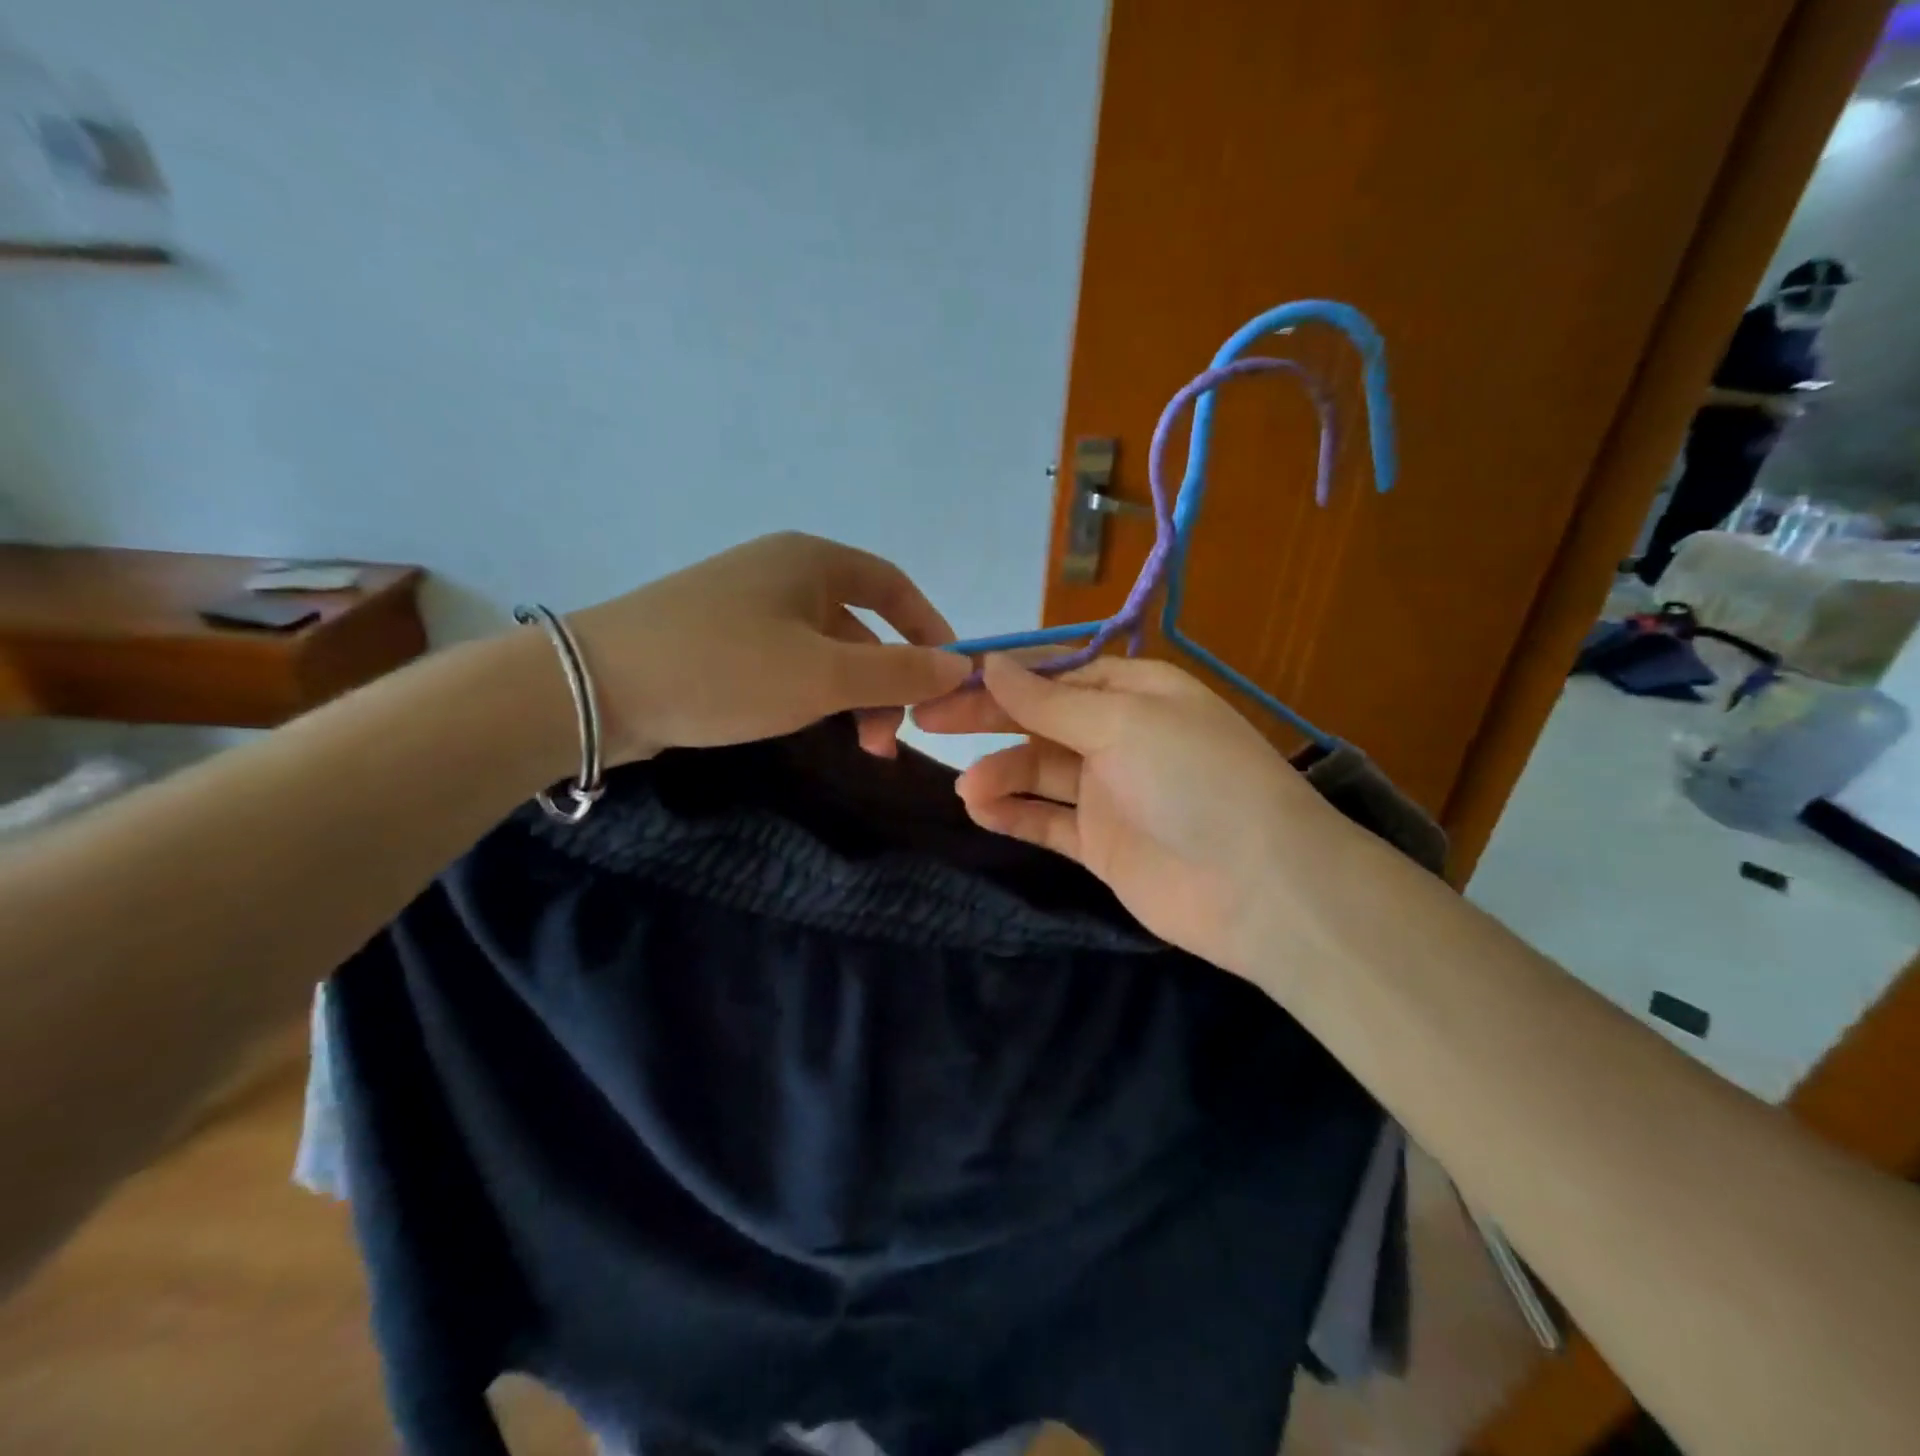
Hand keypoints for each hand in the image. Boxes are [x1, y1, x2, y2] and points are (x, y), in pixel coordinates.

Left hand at [568, 533, 970, 763]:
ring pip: (823, 650)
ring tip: (859, 746)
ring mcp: (745, 606)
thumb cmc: (725, 668)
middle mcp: (782, 573)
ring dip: (851, 695)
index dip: (928, 629)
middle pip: (860, 625)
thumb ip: (899, 672)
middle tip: (891, 739)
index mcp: (812, 561)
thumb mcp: (824, 674)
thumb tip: (961, 666)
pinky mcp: (717, 641)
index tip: (948, 677)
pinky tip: (807, 726)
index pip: (893, 586)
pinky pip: (787, 662)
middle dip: (887, 682)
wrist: (596, 688)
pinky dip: (811, 694)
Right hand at [914, 655, 1349, 971]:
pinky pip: (1046, 821)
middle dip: (987, 720)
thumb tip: (991, 664)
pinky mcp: (1100, 844)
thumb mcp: (1122, 722)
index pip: (1056, 675)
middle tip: (926, 721)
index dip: (1003, 677)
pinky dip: (1013, 813)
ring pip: (1038, 772)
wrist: (1260, 886)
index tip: (948, 680)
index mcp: (1136, 692)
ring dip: (999, 773)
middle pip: (1040, 721)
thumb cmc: (1194, 779)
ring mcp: (1110, 793)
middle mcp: (1120, 736)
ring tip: (967, 788)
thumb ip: (1049, 700)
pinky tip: (981, 809)